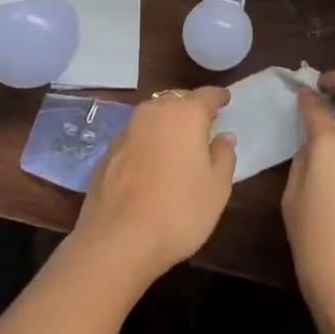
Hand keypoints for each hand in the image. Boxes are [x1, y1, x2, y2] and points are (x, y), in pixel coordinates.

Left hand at [70, 87, 237, 288]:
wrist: (118, 239)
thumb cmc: (178, 210)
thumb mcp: (217, 188)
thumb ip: (224, 156)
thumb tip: (224, 136)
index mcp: (186, 113)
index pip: (207, 95)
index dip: (218, 97)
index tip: (225, 100)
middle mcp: (155, 111)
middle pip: (178, 100)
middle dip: (191, 107)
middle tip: (203, 122)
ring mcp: (128, 128)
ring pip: (154, 114)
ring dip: (167, 121)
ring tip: (178, 140)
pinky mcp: (109, 149)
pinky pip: (137, 134)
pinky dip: (148, 140)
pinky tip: (152, 161)